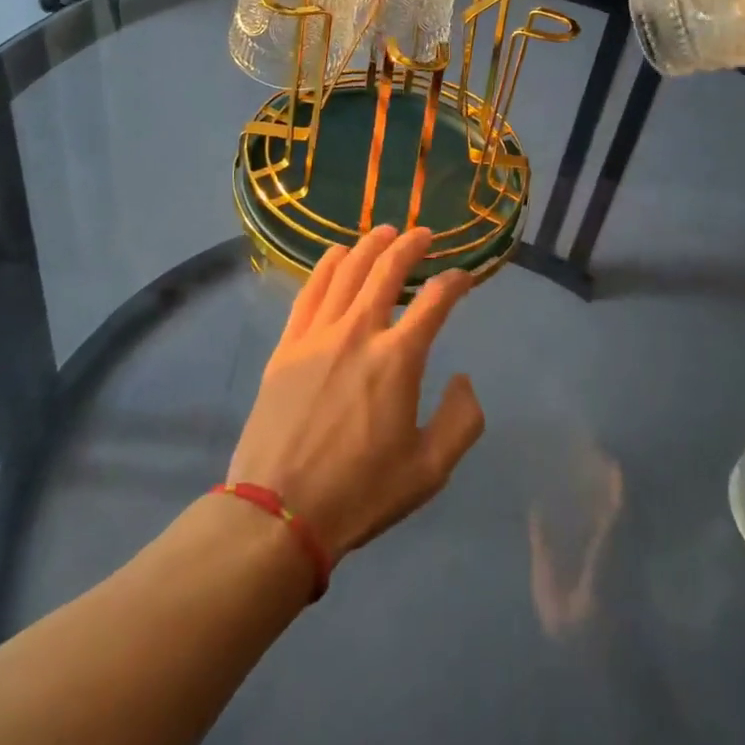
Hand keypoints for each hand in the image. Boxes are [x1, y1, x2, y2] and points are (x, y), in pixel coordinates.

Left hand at [227, 226, 484, 562]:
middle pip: (387, 270)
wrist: (280, 512)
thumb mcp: (429, 470)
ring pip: (347, 271)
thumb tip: (463, 378)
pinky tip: (337, 254)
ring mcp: (318, 334)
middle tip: (423, 234)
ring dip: (369, 246)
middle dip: (410, 245)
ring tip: (384, 232)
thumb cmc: (360, 493)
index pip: (435, 301)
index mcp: (398, 359)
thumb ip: (461, 420)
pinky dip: (327, 265)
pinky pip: (310, 290)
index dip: (455, 282)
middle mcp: (359, 331)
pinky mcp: (287, 345)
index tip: (465, 276)